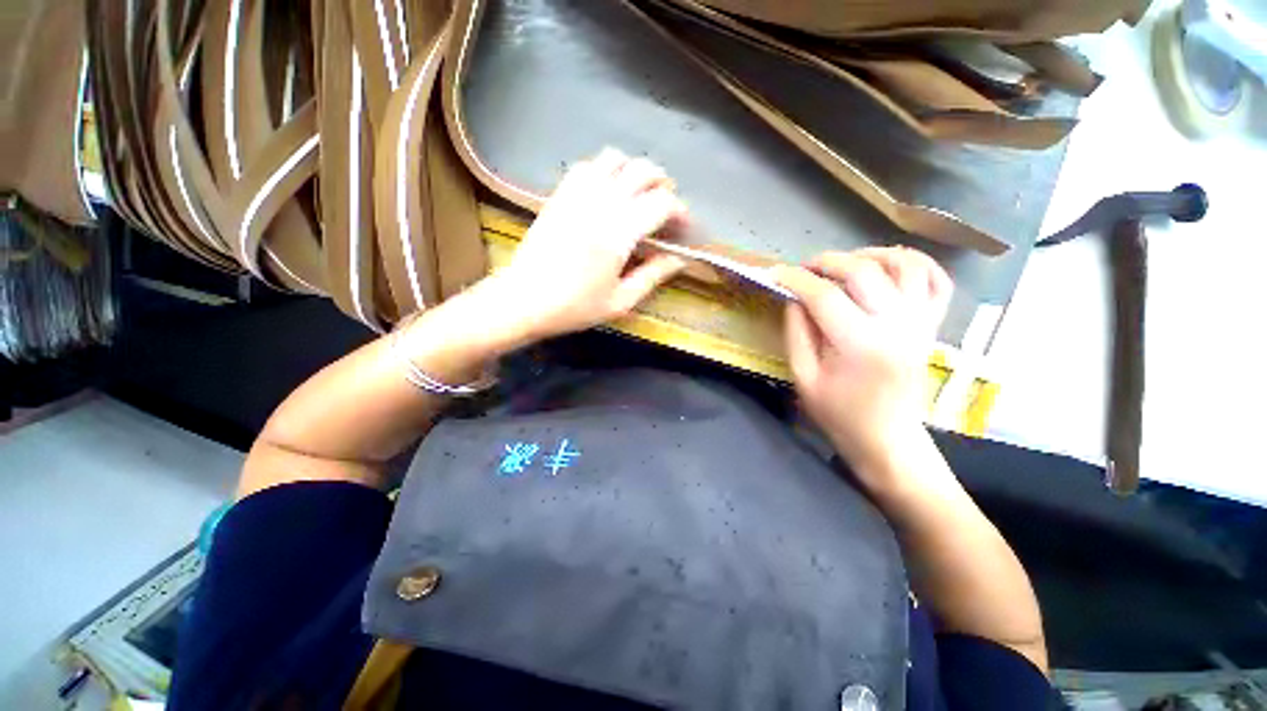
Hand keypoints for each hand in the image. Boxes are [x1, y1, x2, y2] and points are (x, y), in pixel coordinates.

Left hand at [478, 148, 687, 343]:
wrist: (524, 300)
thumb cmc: (574, 307)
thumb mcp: (620, 301)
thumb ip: (652, 276)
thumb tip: (678, 260)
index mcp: (619, 232)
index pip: (661, 203)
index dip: (679, 211)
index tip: (682, 227)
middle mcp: (600, 203)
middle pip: (641, 171)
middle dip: (662, 183)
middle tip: (666, 206)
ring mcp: (576, 194)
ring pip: (613, 159)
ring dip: (633, 170)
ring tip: (638, 193)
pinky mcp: (559, 195)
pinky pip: (585, 166)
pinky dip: (604, 170)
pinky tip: (606, 191)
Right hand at [774, 248, 952, 486]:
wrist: (888, 439)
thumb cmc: (839, 414)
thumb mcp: (803, 377)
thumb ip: (797, 332)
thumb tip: (794, 297)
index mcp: (860, 344)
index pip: (823, 295)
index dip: (794, 279)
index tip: (774, 273)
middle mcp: (897, 325)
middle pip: (863, 271)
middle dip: (826, 261)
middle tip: (803, 269)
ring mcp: (920, 322)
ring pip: (905, 264)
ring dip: (870, 254)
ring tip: (845, 263)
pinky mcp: (932, 325)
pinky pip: (936, 279)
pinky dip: (915, 263)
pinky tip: (889, 266)